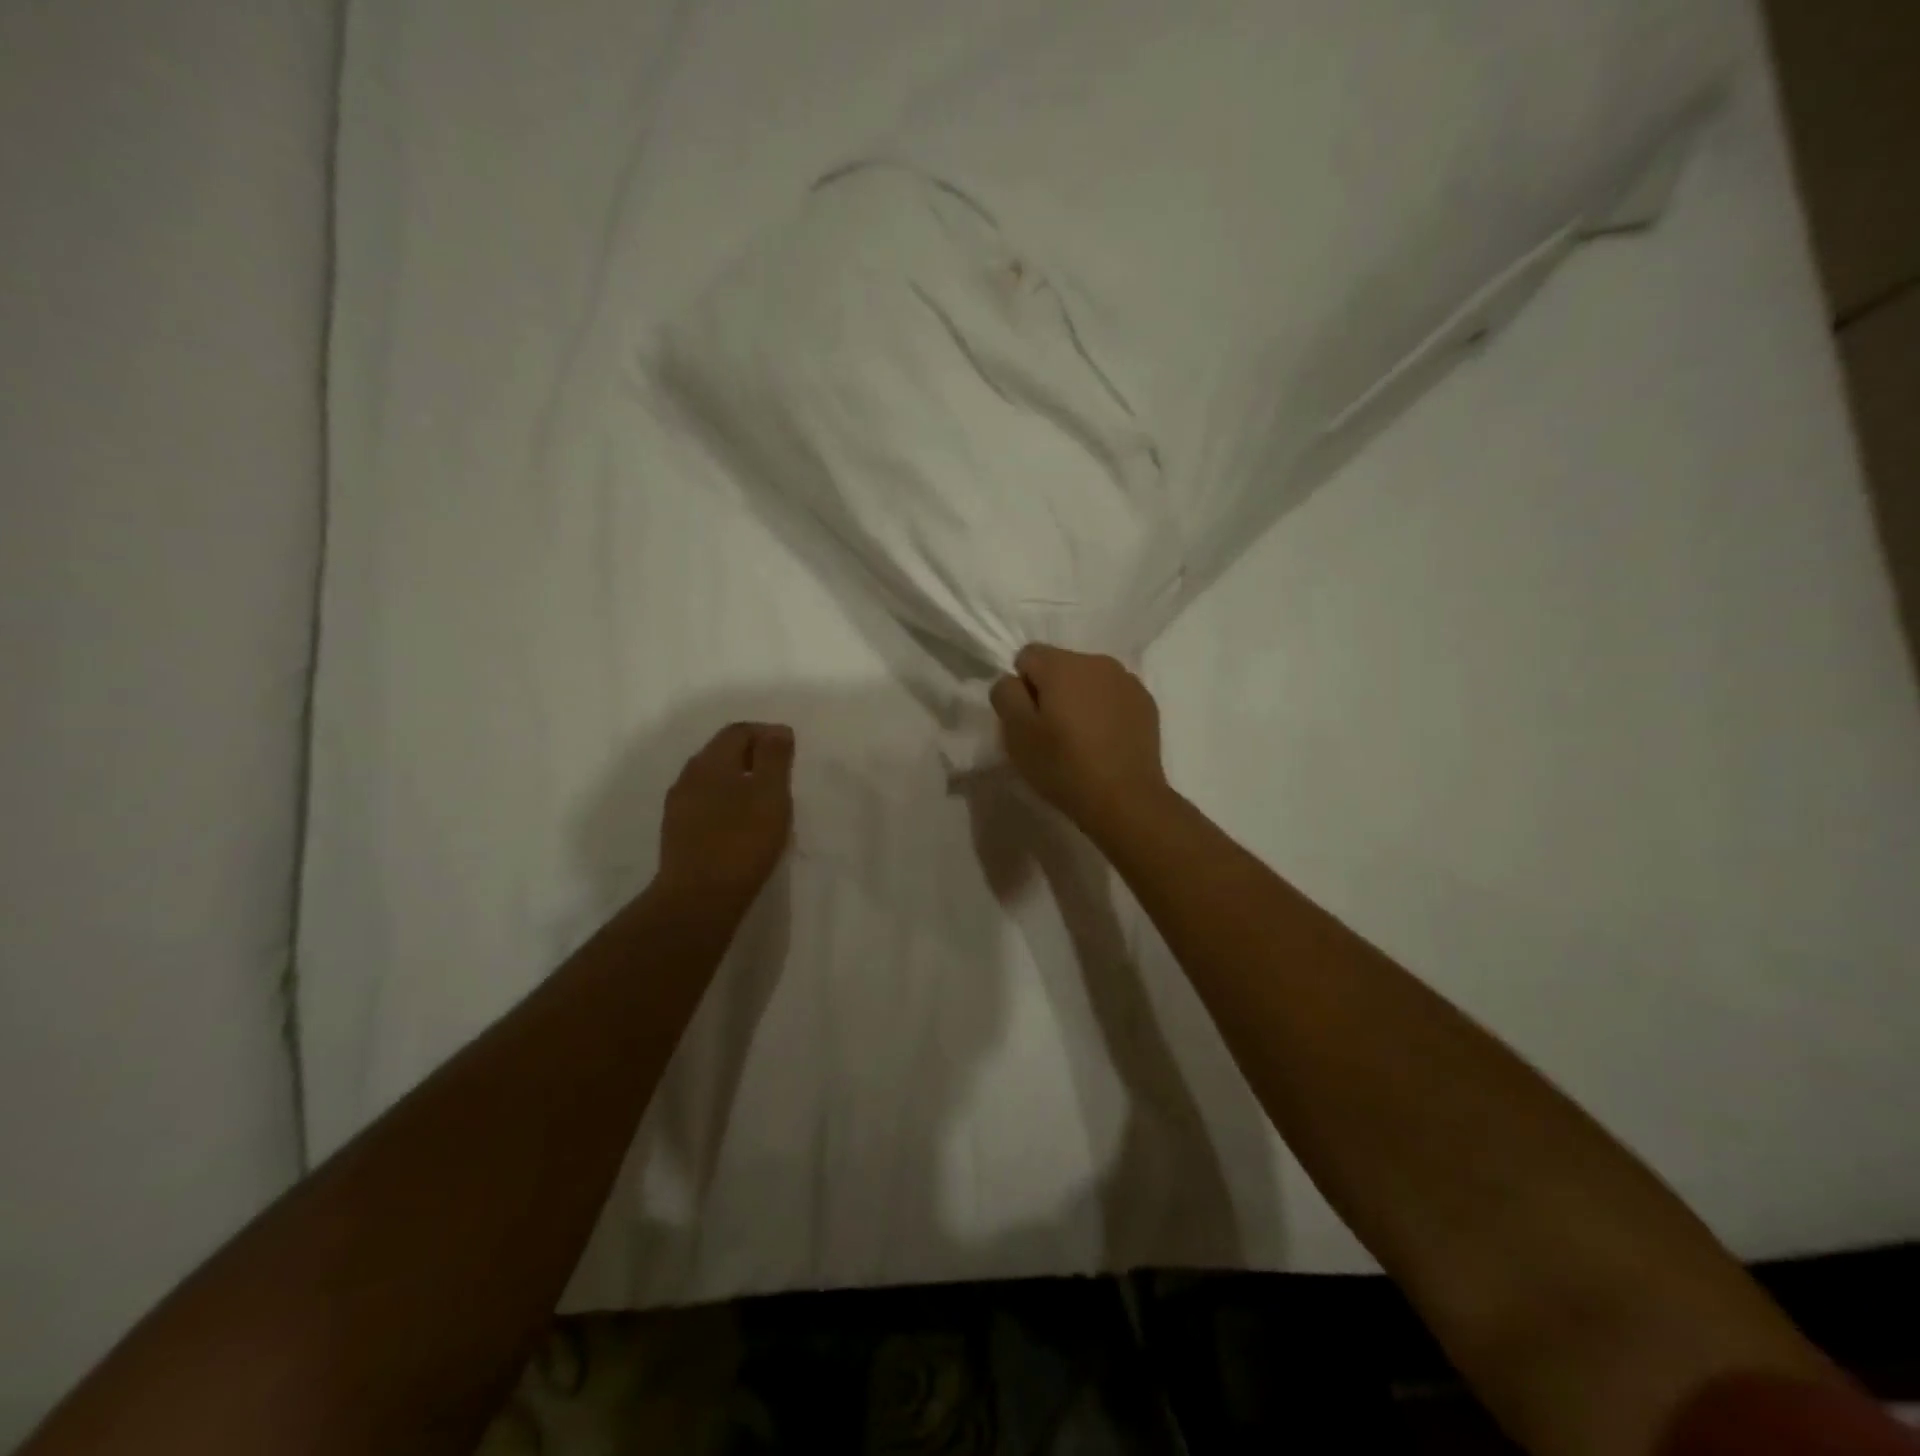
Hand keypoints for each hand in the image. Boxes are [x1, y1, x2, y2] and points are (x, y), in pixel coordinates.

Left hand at [655, 722, 794, 912]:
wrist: (698, 899)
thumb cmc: (742, 841)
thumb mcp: (770, 794)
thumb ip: (774, 757)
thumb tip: (777, 730)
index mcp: (710, 762)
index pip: (739, 731)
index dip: (767, 734)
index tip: (790, 751)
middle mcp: (688, 777)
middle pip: (722, 752)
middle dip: (753, 756)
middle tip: (781, 775)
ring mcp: (679, 806)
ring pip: (712, 780)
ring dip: (739, 781)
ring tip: (765, 801)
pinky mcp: (677, 833)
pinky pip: (706, 804)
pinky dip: (727, 804)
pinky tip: (742, 825)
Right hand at [989, 645, 1170, 834]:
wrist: (1126, 800)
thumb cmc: (1064, 766)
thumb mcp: (1017, 733)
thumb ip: (1006, 695)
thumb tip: (1013, 681)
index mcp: (1062, 664)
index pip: (1027, 656)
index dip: (1021, 686)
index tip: (1028, 719)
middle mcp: (1097, 661)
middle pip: (1060, 665)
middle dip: (1050, 691)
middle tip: (1051, 732)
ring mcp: (1127, 681)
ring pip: (1088, 680)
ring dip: (1079, 699)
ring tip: (1080, 739)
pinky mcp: (1146, 703)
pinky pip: (1113, 696)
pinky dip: (1104, 710)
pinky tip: (1105, 742)